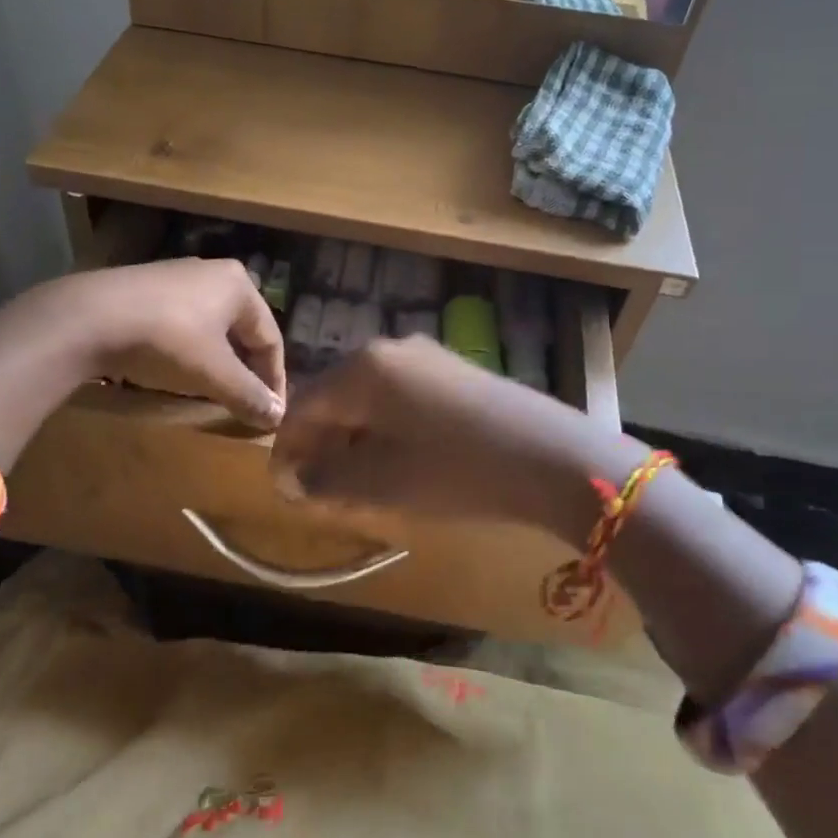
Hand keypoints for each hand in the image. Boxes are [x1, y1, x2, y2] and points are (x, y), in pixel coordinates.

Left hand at [64, 259, 287, 427]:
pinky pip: (183, 323)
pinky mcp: (146, 288)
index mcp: (239, 286)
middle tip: (247, 402)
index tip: (272, 414)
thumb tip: (276, 417)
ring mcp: (177, 276)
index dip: (274, 380)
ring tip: (215, 390)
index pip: (270, 338)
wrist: (88, 317)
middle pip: (242, 330)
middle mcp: (213, 273)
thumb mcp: (213, 373)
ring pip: (212, 327)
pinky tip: (179, 369)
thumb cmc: (167, 339)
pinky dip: (190, 350)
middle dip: (247, 369)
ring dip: (219, 361)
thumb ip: (249, 395)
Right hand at [270, 337, 633, 540]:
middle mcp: (390, 349)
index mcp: (363, 369)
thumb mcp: (382, 483)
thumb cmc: (456, 470)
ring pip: (369, 398)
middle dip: (322, 442)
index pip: (303, 405)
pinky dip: (386, 428)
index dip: (287, 449)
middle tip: (318, 489)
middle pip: (336, 397)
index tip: (284, 488)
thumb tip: (294, 478)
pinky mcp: (455, 371)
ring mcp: (427, 356)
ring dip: (354, 437)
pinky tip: (399, 459)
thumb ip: (327, 478)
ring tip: (356, 481)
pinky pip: (401, 397)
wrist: (553, 456)